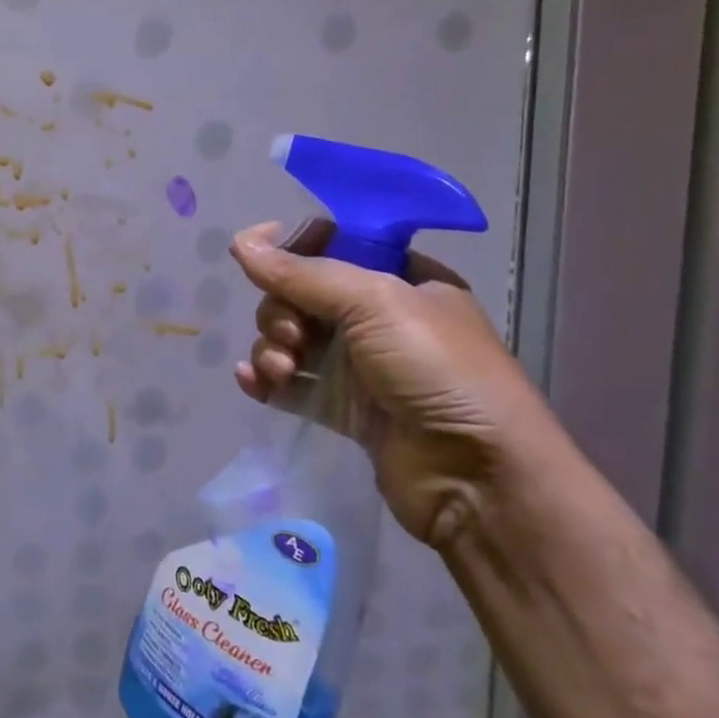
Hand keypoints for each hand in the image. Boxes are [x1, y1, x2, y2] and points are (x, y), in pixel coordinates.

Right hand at [228, 219, 567, 548]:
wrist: (478, 476)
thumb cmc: (436, 370)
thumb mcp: (375, 303)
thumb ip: (303, 273)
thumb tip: (240, 241)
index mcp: (403, 280)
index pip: (334, 246)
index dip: (293, 248)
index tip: (256, 256)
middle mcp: (381, 318)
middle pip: (302, 296)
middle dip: (281, 312)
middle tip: (292, 336)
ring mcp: (362, 366)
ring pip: (293, 340)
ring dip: (273, 349)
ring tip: (282, 371)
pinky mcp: (346, 409)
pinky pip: (293, 384)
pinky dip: (268, 381)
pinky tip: (252, 384)